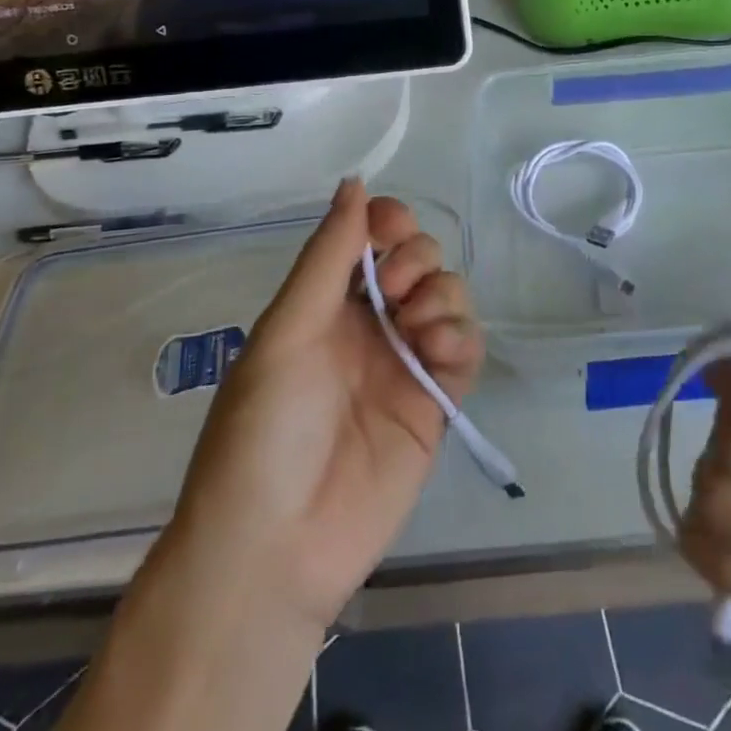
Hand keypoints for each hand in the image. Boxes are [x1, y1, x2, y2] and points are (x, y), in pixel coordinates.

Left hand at [161, 179, 483, 632]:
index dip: (389, 223)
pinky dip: (460, 336)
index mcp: (325, 302)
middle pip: (419, 259)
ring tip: (417, 326)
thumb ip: (328, 256)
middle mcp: (368, 324)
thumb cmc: (263, 429)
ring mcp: (404, 363)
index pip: (371, 238)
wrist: (275, 549)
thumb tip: (355, 181)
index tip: (392, 229)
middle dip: (417, 258)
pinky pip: (466, 348)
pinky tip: (436, 349)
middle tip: (397, 291)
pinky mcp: (435, 404)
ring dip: (442, 294)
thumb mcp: (287, 331)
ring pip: (449, 297)